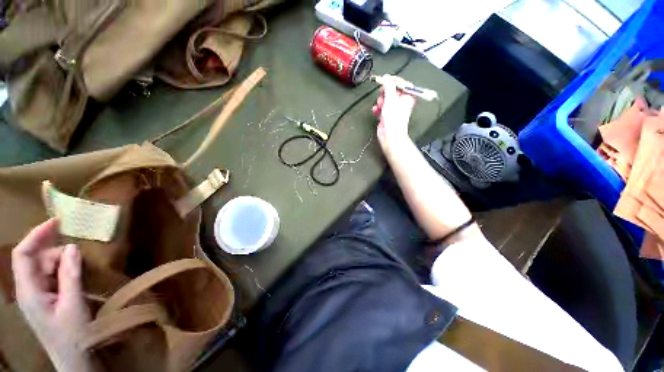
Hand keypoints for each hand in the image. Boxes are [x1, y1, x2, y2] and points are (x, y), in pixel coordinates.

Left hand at [12, 219, 94, 371]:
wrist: (75, 360)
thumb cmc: (73, 335)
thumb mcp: (73, 305)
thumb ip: (70, 276)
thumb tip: (73, 248)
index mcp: (28, 291)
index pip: (23, 254)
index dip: (37, 235)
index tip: (57, 222)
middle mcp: (28, 289)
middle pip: (36, 259)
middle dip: (57, 252)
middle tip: (81, 255)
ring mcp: (37, 295)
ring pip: (46, 267)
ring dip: (63, 263)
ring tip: (82, 268)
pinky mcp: (46, 299)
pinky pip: (52, 277)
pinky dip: (65, 271)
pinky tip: (77, 276)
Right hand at [372, 75, 416, 153]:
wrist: (389, 135)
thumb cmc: (393, 118)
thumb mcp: (391, 99)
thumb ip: (389, 86)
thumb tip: (386, 77)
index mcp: (407, 96)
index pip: (400, 83)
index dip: (392, 81)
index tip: (384, 80)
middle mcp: (401, 101)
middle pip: (391, 90)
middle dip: (384, 93)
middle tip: (382, 97)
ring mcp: (394, 108)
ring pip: (384, 99)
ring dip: (380, 101)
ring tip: (379, 106)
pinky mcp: (386, 115)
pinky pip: (381, 107)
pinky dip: (377, 108)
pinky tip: (376, 111)